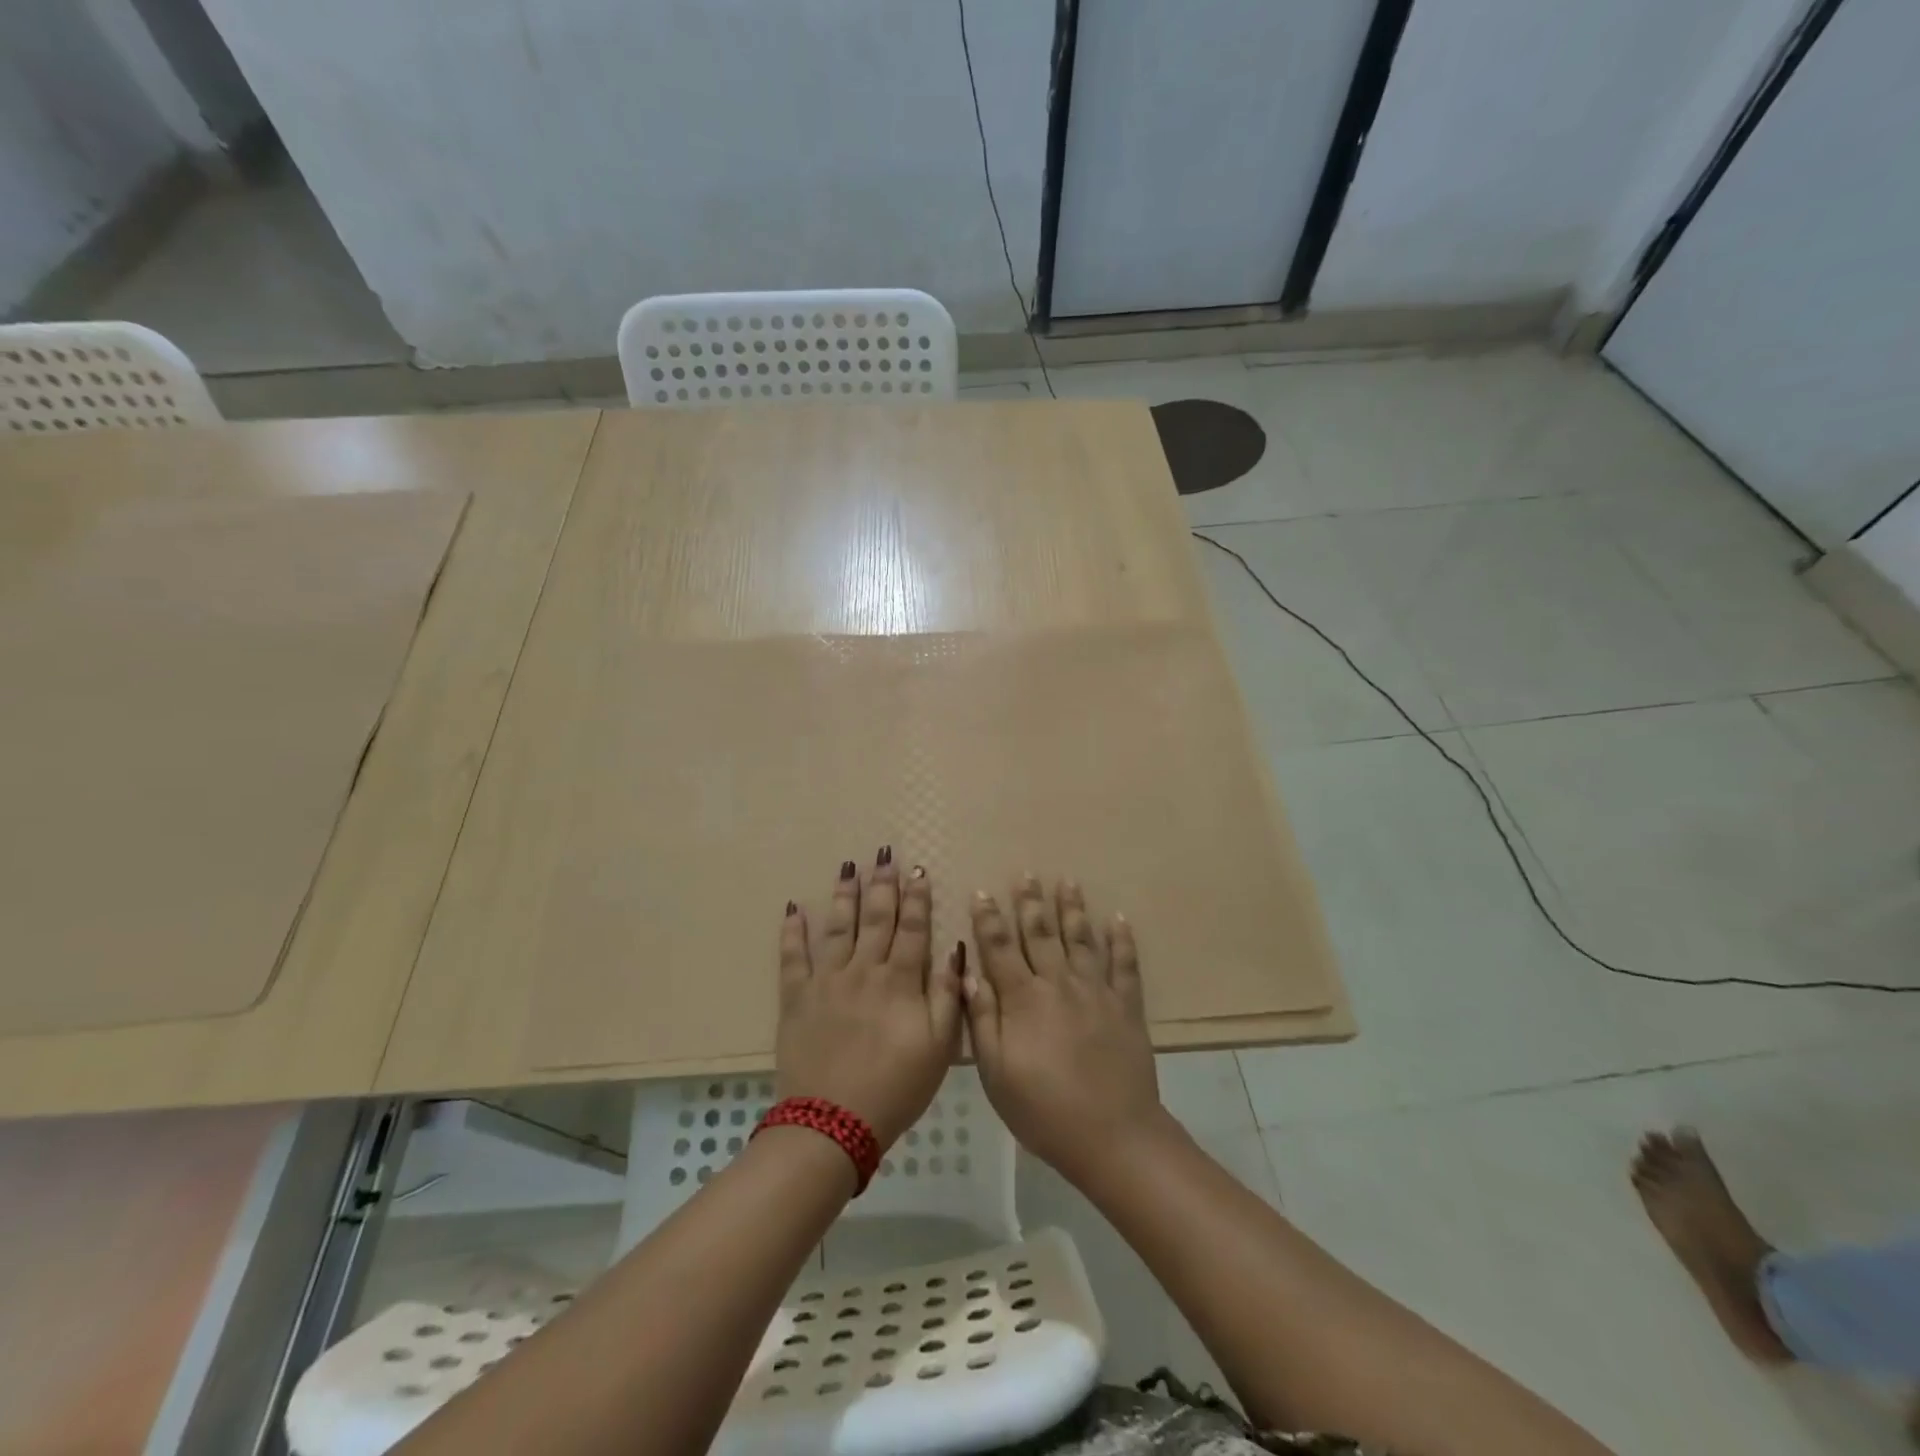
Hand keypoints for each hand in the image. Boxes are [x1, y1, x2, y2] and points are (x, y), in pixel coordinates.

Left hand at [776, 850, 961, 1148]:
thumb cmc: (895, 1088)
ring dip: (844, 895)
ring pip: (838, 927)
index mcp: (899, 982)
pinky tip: (794, 908)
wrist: (832, 1124)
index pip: (912, 929)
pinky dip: (793, 931)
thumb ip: (948, 996)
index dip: (917, 899)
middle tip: (884, 855)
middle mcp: (863, 970)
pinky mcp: (796, 998)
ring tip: (848, 866)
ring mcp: (826, 981)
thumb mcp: (939, 1048)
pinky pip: (793, 957)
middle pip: (876, 919)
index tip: (918, 870)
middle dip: (882, 885)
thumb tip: (955, 950)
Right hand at [963, 877, 1168, 1187]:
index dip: (988, 919)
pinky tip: (1118, 919)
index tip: (982, 891)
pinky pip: (1124, 965)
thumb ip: (982, 1019)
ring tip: (1067, 882)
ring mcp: (1096, 992)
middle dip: (1030, 902)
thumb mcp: (996, 1074)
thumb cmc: (1044, 1110)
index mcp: (1023, 999)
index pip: (1000, 949)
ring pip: (1081, 940)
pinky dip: (1122, 940)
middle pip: (1041, 934)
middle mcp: (1059, 984)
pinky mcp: (1126, 1006)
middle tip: (1026, 874)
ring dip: (1072, 909)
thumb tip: (968, 973)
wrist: (1113, 1136)